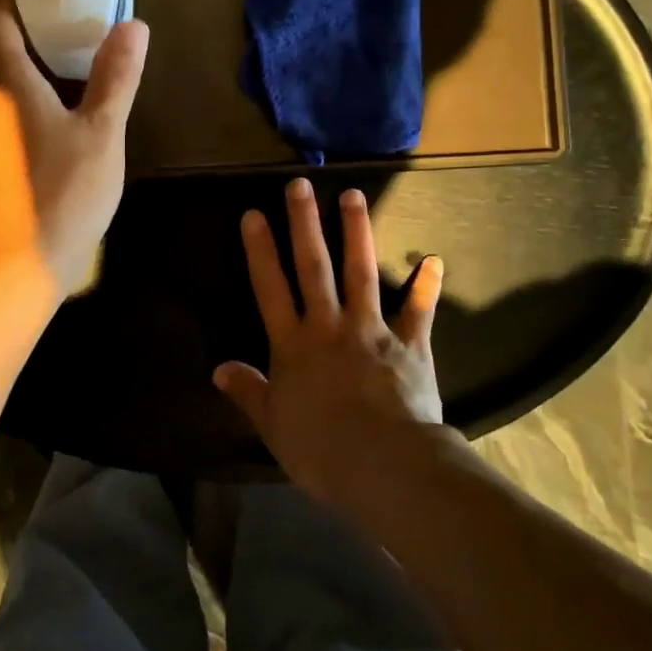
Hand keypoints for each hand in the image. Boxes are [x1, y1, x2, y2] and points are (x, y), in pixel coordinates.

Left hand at [0, 0, 148, 297]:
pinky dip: (15, 93)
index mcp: (3, 81)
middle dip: (20, 21)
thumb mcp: (101, 135)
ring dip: (19, 59)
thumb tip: (132, 25)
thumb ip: (116, 78)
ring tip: (63, 57)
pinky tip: (48, 111)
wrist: (10, 271)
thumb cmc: (59, 196)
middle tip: (65, 12)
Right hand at [214, 177, 446, 501]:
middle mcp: (329, 326)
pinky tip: (433, 259)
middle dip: (305, 223)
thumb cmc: (321, 449)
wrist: (384, 465)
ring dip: (357, 232)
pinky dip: (426, 285)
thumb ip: (249, 392)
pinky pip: (419, 310)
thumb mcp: (273, 426)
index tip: (254, 214)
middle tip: (300, 184)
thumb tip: (218, 369)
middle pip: (313, 267)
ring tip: (354, 195)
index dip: (260, 250)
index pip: (270, 288)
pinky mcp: (409, 344)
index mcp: (293, 345)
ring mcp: (371, 329)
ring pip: (361, 272)